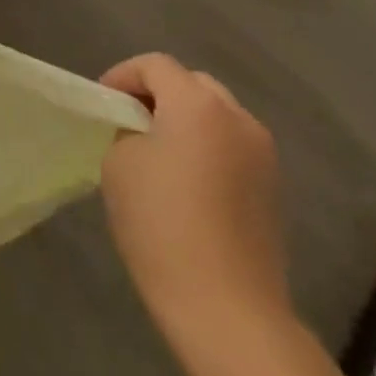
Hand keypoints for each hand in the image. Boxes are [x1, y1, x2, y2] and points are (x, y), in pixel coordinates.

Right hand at [98, 54, 287, 334]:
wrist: (227, 310)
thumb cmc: (161, 224)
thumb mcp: (120, 162)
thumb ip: (128, 129)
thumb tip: (142, 131)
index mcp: (197, 104)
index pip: (155, 65)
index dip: (123, 75)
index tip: (104, 104)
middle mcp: (237, 118)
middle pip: (191, 83)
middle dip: (158, 93)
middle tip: (129, 120)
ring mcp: (262, 155)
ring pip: (216, 114)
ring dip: (185, 120)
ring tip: (157, 150)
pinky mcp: (272, 189)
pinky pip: (232, 146)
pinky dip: (206, 147)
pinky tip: (186, 181)